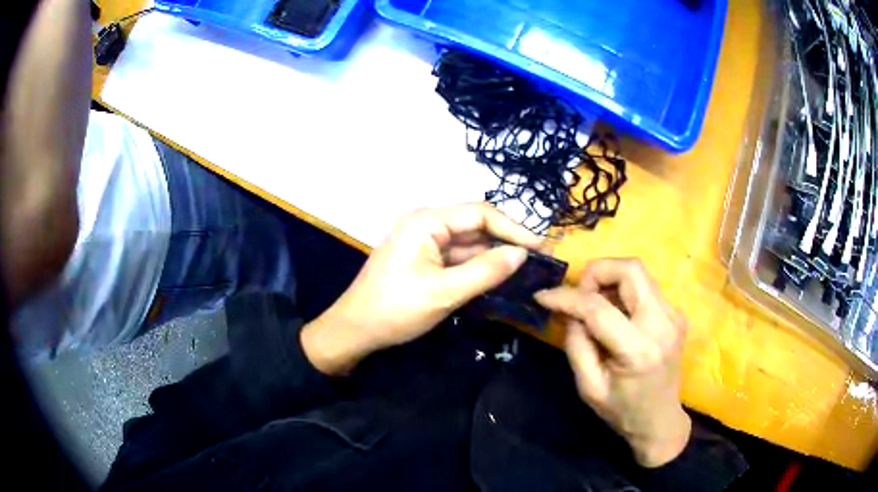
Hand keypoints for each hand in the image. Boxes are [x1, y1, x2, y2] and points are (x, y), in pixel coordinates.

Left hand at [302, 203, 541, 375]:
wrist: (355, 331)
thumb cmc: (395, 309)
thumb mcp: (444, 292)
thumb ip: (485, 271)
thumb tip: (522, 254)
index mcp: (426, 221)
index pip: (480, 214)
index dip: (514, 228)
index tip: (541, 247)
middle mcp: (426, 224)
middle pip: (475, 226)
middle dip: (506, 242)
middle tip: (539, 259)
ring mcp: (423, 243)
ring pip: (468, 244)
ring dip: (494, 256)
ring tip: (527, 270)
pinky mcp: (423, 260)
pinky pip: (457, 259)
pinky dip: (477, 268)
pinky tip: (499, 278)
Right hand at [534, 258, 690, 467]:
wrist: (660, 421)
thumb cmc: (623, 411)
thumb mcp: (589, 387)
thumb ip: (576, 345)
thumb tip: (570, 311)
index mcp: (638, 350)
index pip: (598, 307)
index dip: (567, 296)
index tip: (543, 296)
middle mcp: (662, 323)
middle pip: (630, 269)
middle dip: (597, 271)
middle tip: (579, 294)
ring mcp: (674, 315)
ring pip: (638, 273)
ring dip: (610, 281)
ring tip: (594, 307)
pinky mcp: (676, 314)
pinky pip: (645, 288)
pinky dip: (623, 293)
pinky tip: (614, 315)